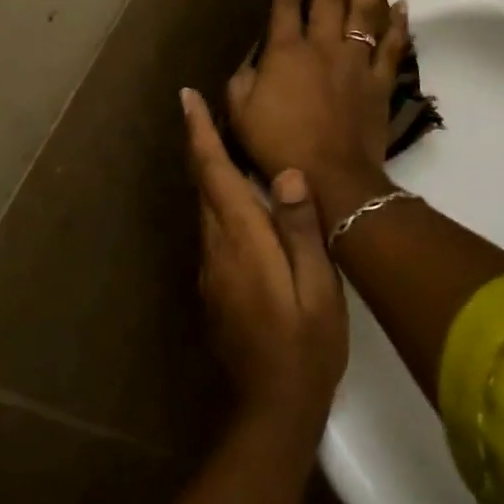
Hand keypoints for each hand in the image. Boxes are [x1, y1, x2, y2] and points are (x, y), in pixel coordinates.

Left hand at [183, 87, 346, 439]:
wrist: (274, 405)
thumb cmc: (307, 344)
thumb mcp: (317, 286)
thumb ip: (300, 229)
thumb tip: (286, 173)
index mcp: (242, 239)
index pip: (214, 174)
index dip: (200, 134)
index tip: (187, 98)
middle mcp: (217, 247)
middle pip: (202, 184)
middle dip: (201, 144)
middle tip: (205, 108)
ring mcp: (211, 269)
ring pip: (205, 206)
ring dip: (209, 171)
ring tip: (224, 142)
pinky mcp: (215, 286)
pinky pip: (213, 229)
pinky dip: (218, 201)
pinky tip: (240, 201)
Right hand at [227, 0, 407, 223]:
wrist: (330, 176)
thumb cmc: (279, 146)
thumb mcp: (241, 115)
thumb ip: (240, 83)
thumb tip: (246, 64)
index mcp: (286, 52)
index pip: (287, 6)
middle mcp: (323, 46)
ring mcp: (355, 62)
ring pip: (365, 12)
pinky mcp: (379, 82)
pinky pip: (392, 47)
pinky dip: (399, 25)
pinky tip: (403, 4)